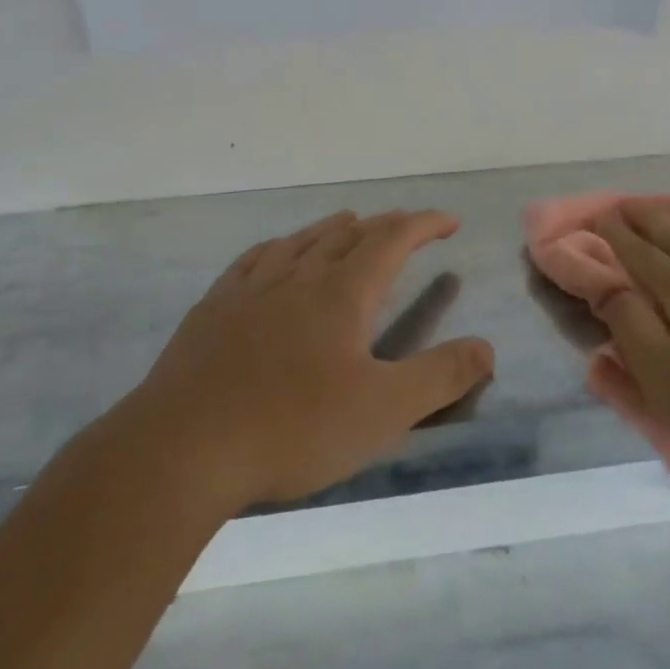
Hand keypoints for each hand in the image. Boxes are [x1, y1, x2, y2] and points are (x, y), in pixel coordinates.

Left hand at [127, 210, 494, 511]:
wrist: (183, 447)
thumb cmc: (292, 428)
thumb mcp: (382, 411)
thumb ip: (440, 377)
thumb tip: (486, 346)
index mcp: (342, 293)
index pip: (392, 240)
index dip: (424, 224)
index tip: (448, 221)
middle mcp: (299, 276)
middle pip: (348, 235)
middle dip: (384, 226)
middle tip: (405, 226)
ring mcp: (251, 288)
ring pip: (301, 241)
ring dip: (333, 228)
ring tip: (350, 222)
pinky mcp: (214, 307)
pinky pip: (254, 259)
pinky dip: (279, 247)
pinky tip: (275, 252)